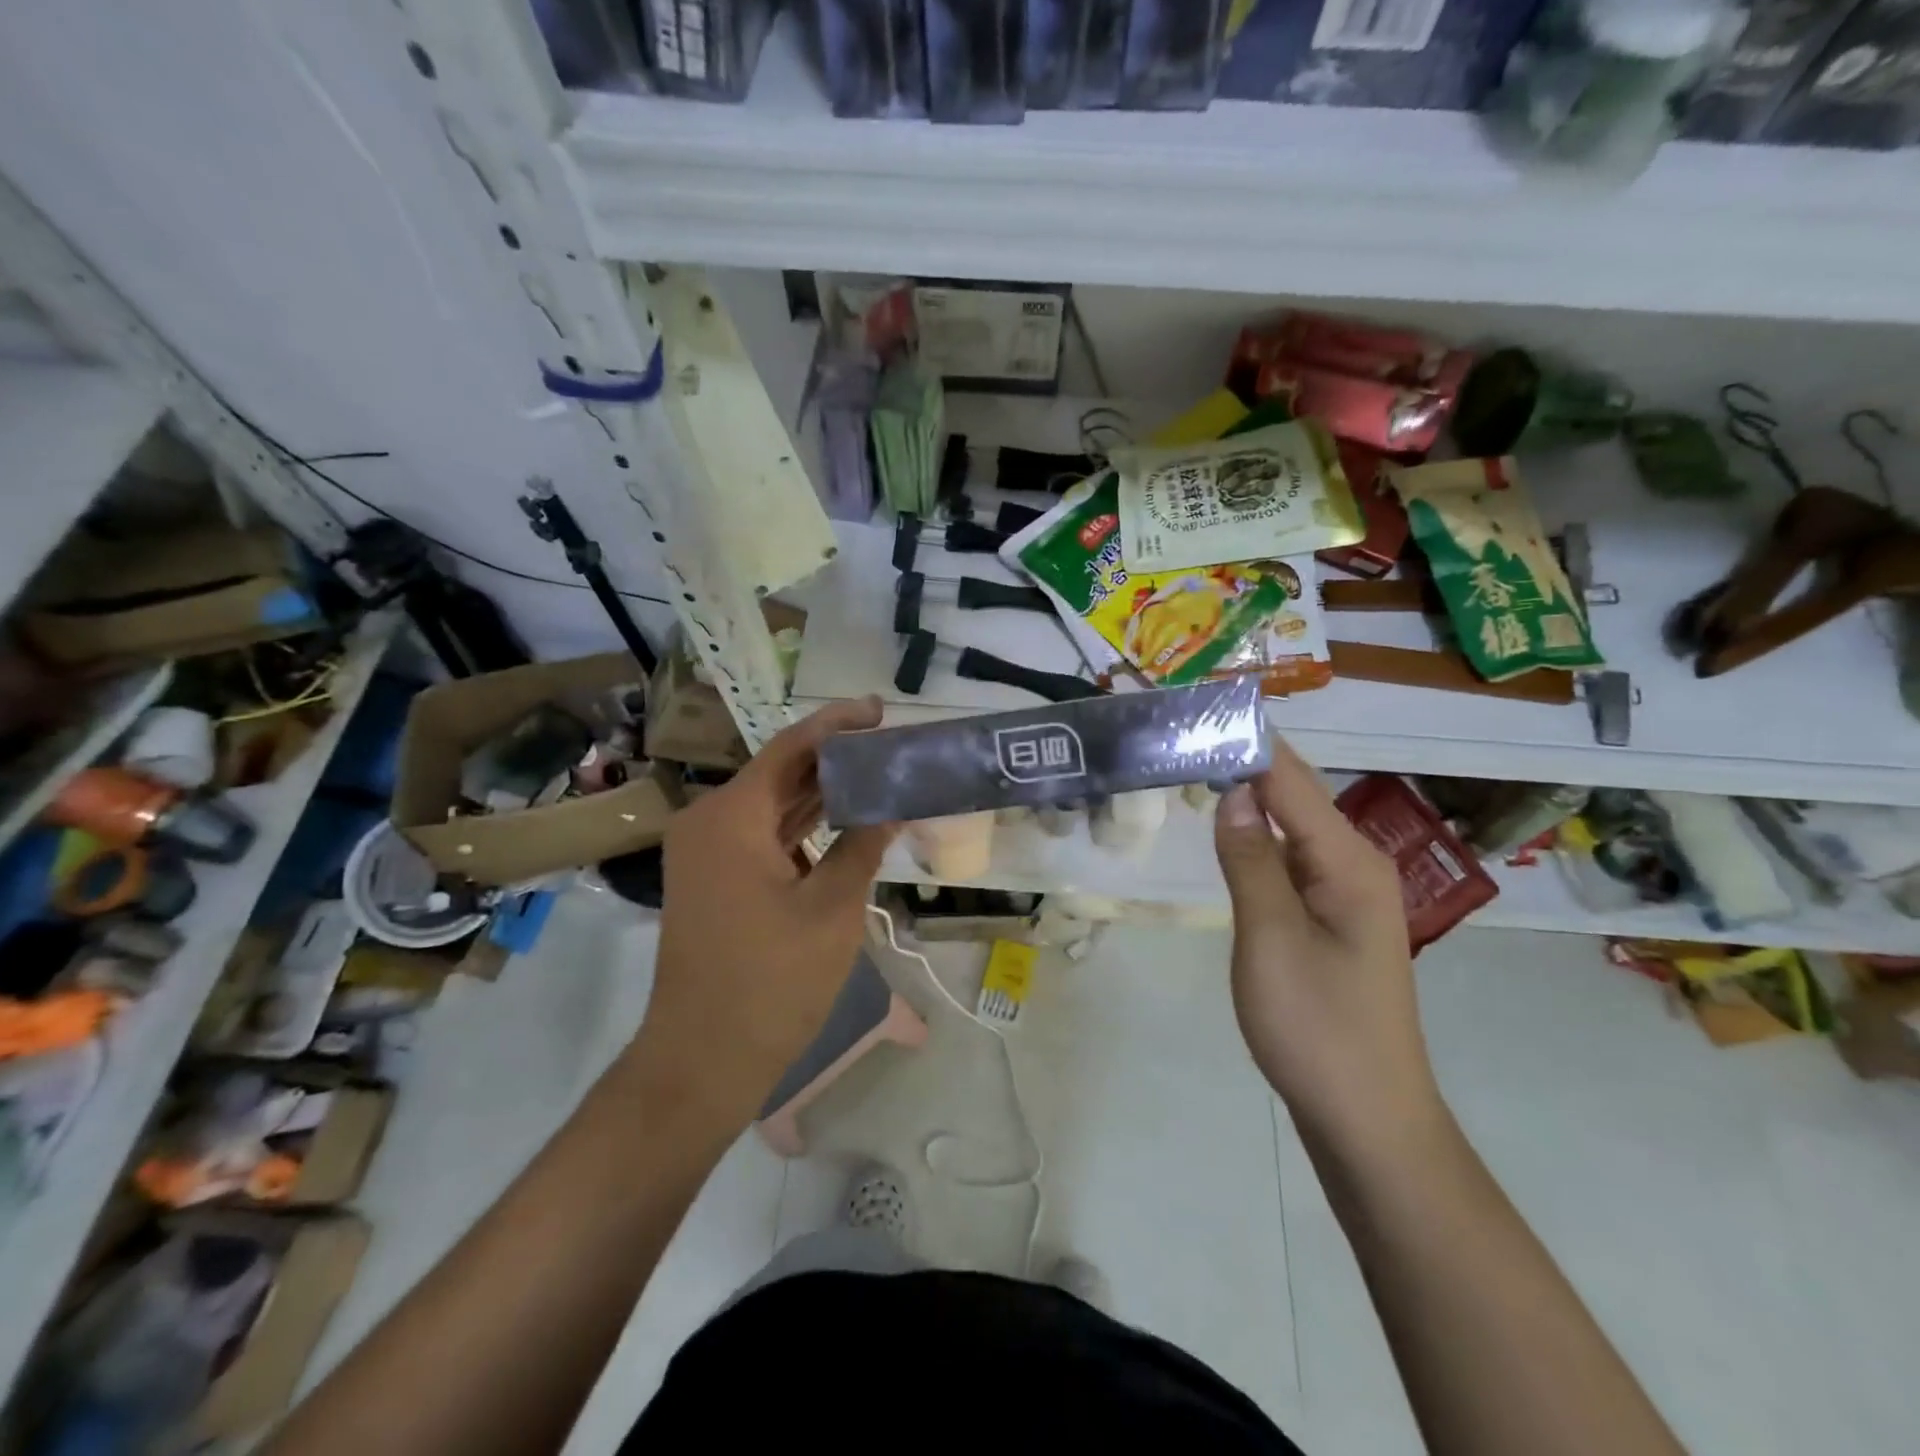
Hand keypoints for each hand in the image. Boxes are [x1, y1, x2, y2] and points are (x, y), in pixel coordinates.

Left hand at [630, 698, 896, 1127]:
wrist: (702, 1061)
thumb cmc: (770, 982)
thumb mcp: (832, 908)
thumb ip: (864, 844)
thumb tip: (896, 802)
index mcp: (731, 816)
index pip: (791, 747)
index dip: (838, 724)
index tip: (880, 709)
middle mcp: (711, 821)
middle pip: (782, 772)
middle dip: (837, 759)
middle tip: (893, 745)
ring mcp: (709, 853)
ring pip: (775, 805)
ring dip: (824, 793)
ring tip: (880, 774)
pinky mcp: (717, 880)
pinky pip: (766, 836)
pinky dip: (805, 827)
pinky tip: (847, 821)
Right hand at [1212, 740, 1442, 1152]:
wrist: (1366, 1119)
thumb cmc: (1317, 1027)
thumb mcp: (1271, 938)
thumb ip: (1250, 858)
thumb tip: (1232, 788)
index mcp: (1348, 861)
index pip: (1290, 779)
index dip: (1245, 740)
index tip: (1197, 709)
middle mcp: (1354, 865)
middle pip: (1294, 794)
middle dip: (1242, 759)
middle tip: (1181, 734)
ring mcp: (1346, 893)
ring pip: (1291, 826)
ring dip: (1246, 794)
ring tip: (1193, 764)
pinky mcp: (1331, 919)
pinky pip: (1290, 859)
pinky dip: (1255, 835)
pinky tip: (1226, 828)